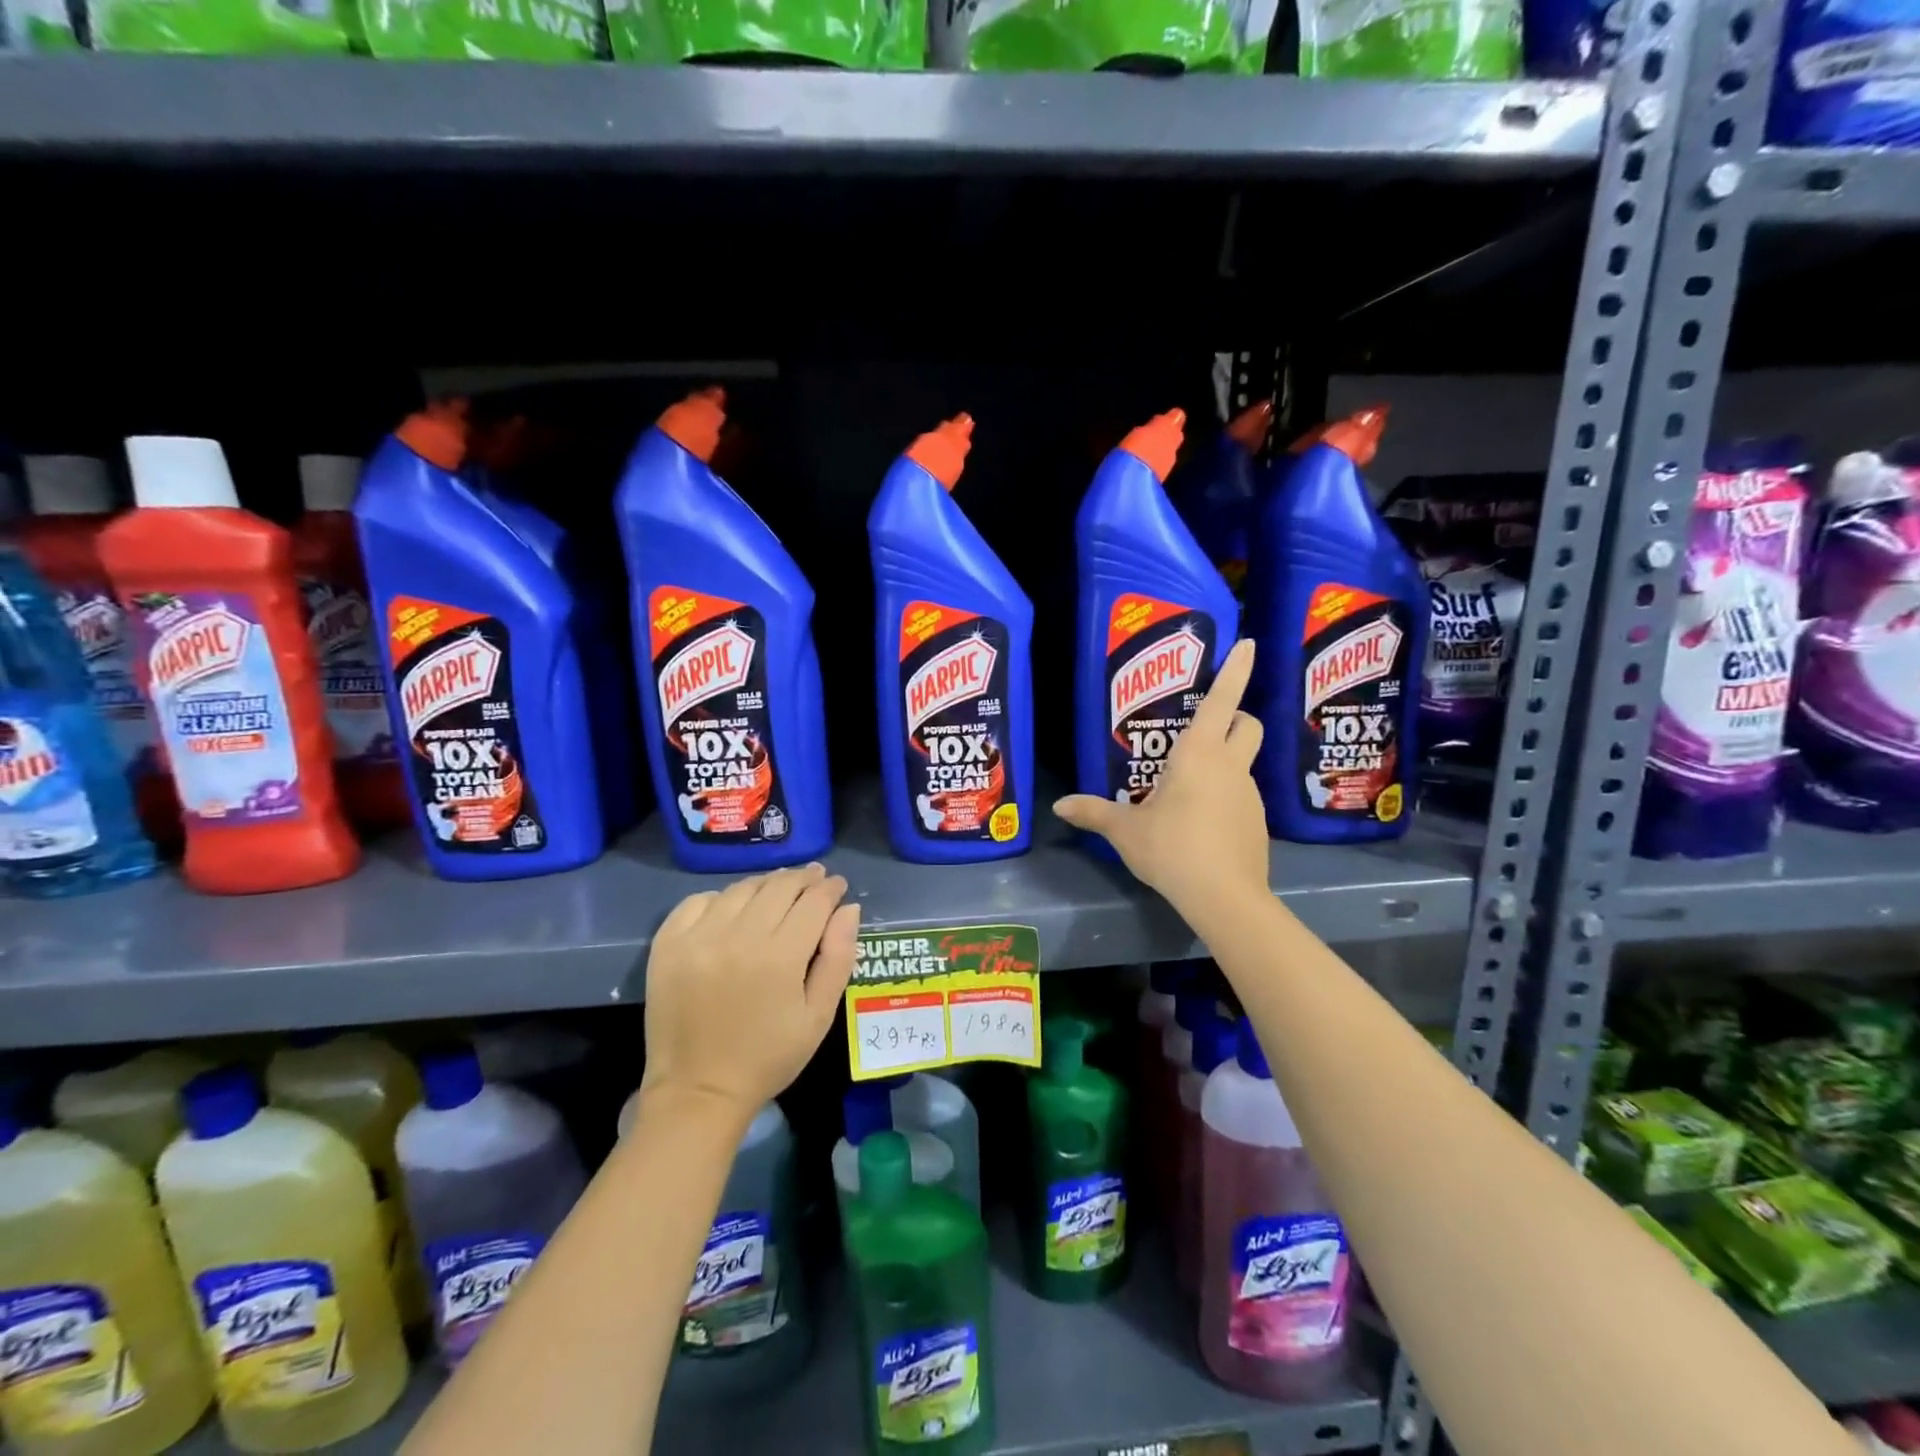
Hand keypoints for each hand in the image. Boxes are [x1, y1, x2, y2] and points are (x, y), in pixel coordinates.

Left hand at [641, 864, 859, 1121]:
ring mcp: (699, 937)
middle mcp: (738, 936)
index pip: (813, 902)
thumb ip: (838, 958)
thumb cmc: (768, 1058)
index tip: (838, 885)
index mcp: (780, 956)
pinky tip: (732, 908)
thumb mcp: (819, 1016)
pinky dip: (721, 897)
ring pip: (741, 889)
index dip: (830, 888)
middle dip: (802, 878)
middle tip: (814, 879)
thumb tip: (848, 908)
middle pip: (778, 887)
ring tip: (778, 890)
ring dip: (766, 884)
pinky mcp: (668, 944)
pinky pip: (699, 901)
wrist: (697, 1092)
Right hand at [1053, 637, 1268, 914]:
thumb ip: (1094, 812)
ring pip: (1245, 761)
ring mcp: (1249, 793)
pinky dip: (1226, 795)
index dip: (1235, 669)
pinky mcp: (1257, 821)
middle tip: (1207, 727)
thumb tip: (1060, 805)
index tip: (1248, 644)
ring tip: (1190, 786)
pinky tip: (1203, 821)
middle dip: (1236, 715)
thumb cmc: (1172, 848)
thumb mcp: (1126, 830)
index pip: (1222, 700)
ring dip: (1226, 760)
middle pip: (1247, 723)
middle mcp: (1229, 765)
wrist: (1224, 897)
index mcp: (1198, 754)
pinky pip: (1242, 795)